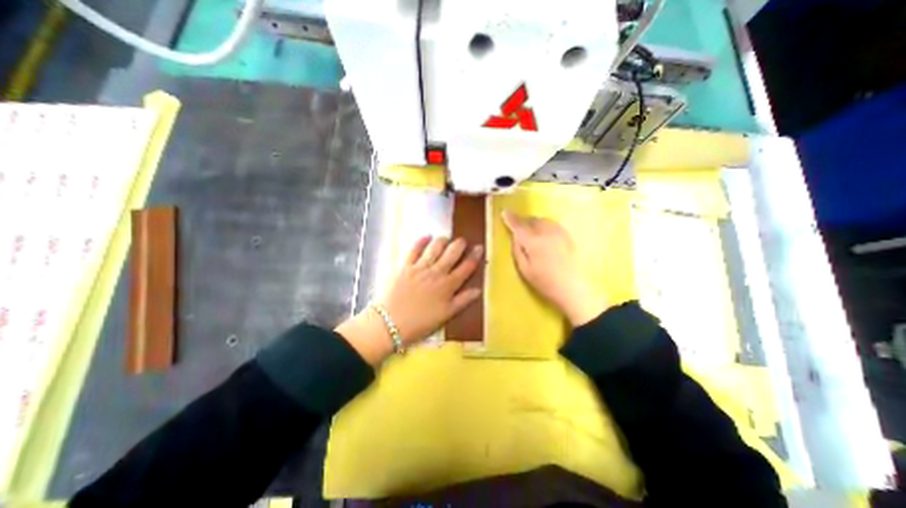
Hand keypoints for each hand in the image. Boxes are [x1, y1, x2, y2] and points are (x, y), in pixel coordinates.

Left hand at [337, 237, 484, 362]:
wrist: (390, 323)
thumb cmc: (421, 322)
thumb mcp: (446, 315)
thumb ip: (463, 301)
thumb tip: (478, 289)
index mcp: (448, 285)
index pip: (466, 267)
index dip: (475, 256)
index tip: (479, 247)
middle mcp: (437, 272)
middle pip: (452, 253)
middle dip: (459, 244)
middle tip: (463, 240)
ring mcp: (420, 267)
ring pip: (435, 248)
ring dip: (442, 240)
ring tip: (446, 237)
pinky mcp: (405, 266)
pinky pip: (414, 250)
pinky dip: (421, 241)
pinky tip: (426, 236)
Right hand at [503, 209, 606, 324]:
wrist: (572, 287)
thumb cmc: (544, 281)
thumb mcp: (524, 268)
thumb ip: (517, 249)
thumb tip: (515, 236)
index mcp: (533, 241)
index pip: (518, 225)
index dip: (510, 218)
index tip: (504, 212)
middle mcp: (546, 232)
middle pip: (531, 220)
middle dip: (523, 222)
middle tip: (519, 230)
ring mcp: (559, 232)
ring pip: (542, 220)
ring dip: (534, 223)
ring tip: (531, 233)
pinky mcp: (567, 235)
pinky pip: (552, 224)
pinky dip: (545, 226)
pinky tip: (544, 236)